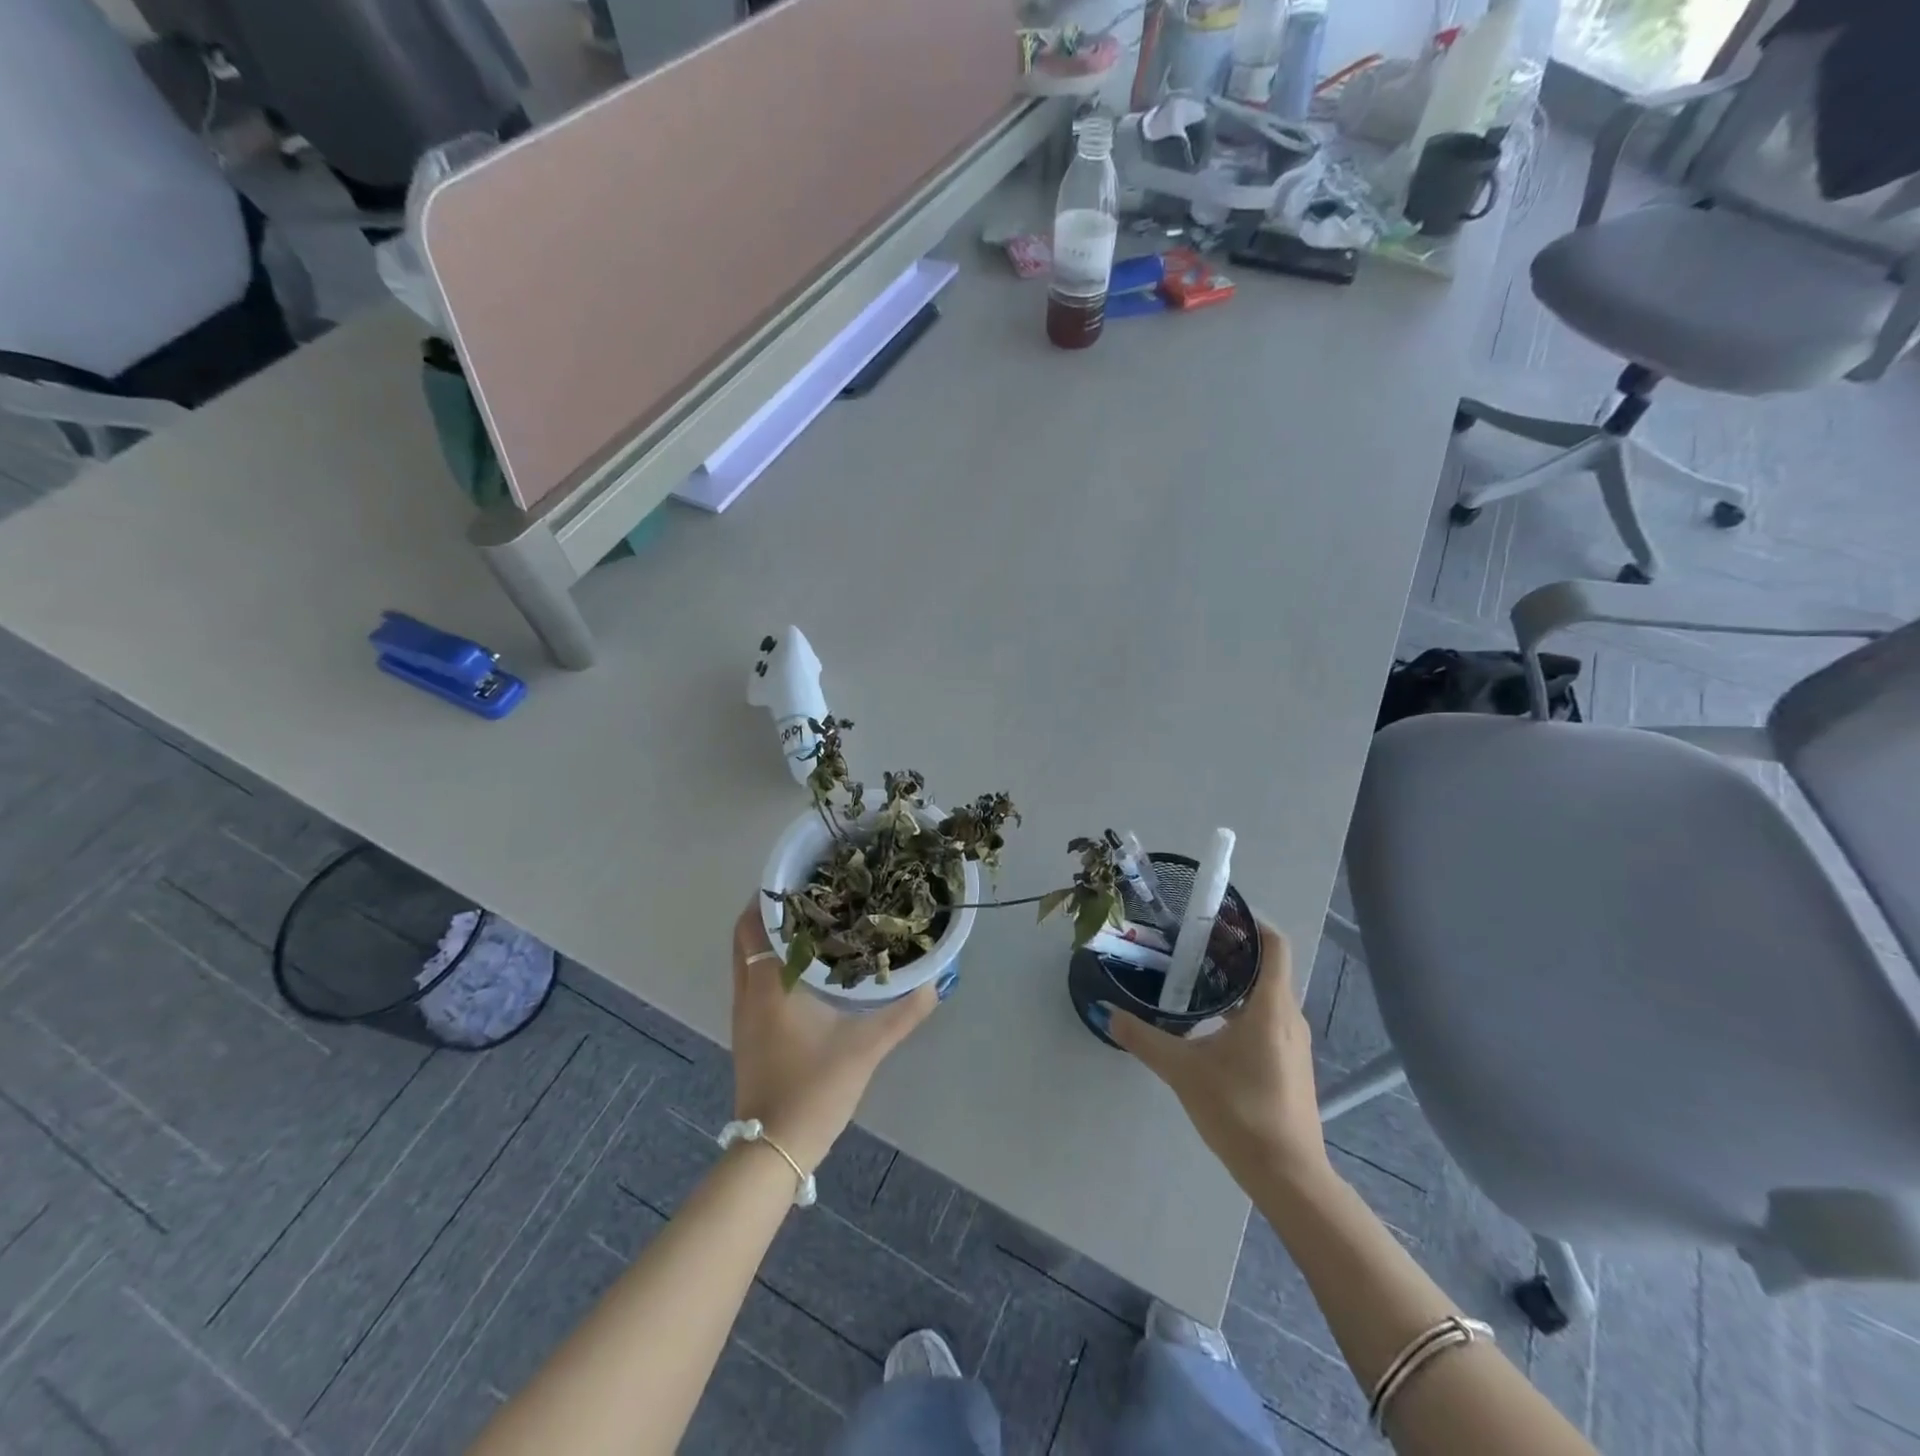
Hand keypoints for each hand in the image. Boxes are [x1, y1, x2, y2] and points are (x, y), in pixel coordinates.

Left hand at [729, 901, 937, 1172]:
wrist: (774, 1149)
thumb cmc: (813, 1089)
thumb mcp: (865, 1048)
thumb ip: (902, 1014)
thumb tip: (934, 983)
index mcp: (769, 987)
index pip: (754, 926)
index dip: (769, 897)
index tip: (798, 876)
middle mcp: (748, 994)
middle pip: (745, 939)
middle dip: (771, 913)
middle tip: (810, 894)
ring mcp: (744, 1016)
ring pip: (747, 961)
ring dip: (770, 939)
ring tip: (812, 922)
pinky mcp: (749, 1034)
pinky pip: (752, 981)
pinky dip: (770, 963)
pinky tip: (805, 969)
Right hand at [1106, 920, 1331, 1187]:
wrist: (1289, 1177)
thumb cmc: (1240, 1111)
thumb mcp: (1182, 1070)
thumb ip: (1143, 1038)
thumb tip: (1106, 1012)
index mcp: (1270, 1006)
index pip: (1273, 945)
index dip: (1250, 923)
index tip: (1215, 914)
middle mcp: (1289, 1017)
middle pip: (1267, 967)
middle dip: (1232, 950)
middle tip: (1190, 942)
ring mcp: (1294, 1044)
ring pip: (1267, 995)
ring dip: (1236, 981)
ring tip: (1194, 977)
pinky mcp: (1290, 1065)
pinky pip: (1268, 1019)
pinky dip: (1242, 1008)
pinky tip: (1210, 1024)